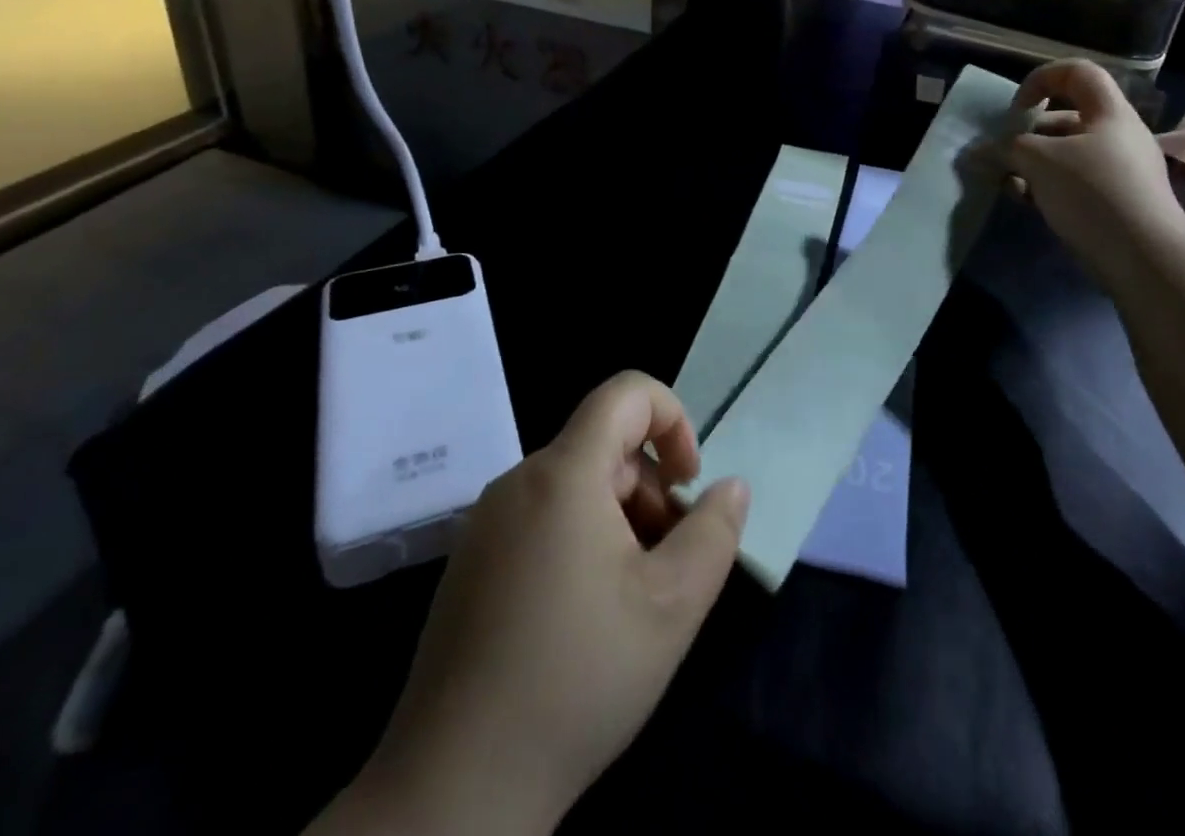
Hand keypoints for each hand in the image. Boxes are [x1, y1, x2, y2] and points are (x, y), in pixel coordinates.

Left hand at [335, 373, 749, 835]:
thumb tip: (730, 486)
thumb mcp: (672, 605)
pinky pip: (541, 519)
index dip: (673, 418)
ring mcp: (486, 524)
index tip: (690, 482)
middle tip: (669, 561)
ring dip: (619, 519)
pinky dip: (580, 540)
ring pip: (575, 486)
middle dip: (650, 488)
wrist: (454, 791)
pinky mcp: (470, 565)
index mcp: (563, 474)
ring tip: (633, 595)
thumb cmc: (577, 679)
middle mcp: (518, 482)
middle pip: (604, 447)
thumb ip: (714, 531)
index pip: (626, 393)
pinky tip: (585, 616)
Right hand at [1000, 59, 1184, 280]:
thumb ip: (1005, 149)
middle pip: (1066, 118)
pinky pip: (1076, 182)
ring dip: (1032, 164)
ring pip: (1067, 154)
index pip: (1076, 72)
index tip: (1017, 110)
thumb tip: (977, 152)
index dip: (1040, 79)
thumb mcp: (1039, 161)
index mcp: (1109, 112)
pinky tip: (1028, 203)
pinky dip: (1049, 186)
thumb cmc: (1093, 192)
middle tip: (1001, 155)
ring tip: (1008, 183)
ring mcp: (1122, 171)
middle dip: (1027, 134)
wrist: (1146, 258)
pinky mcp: (1118, 203)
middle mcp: (1119, 135)